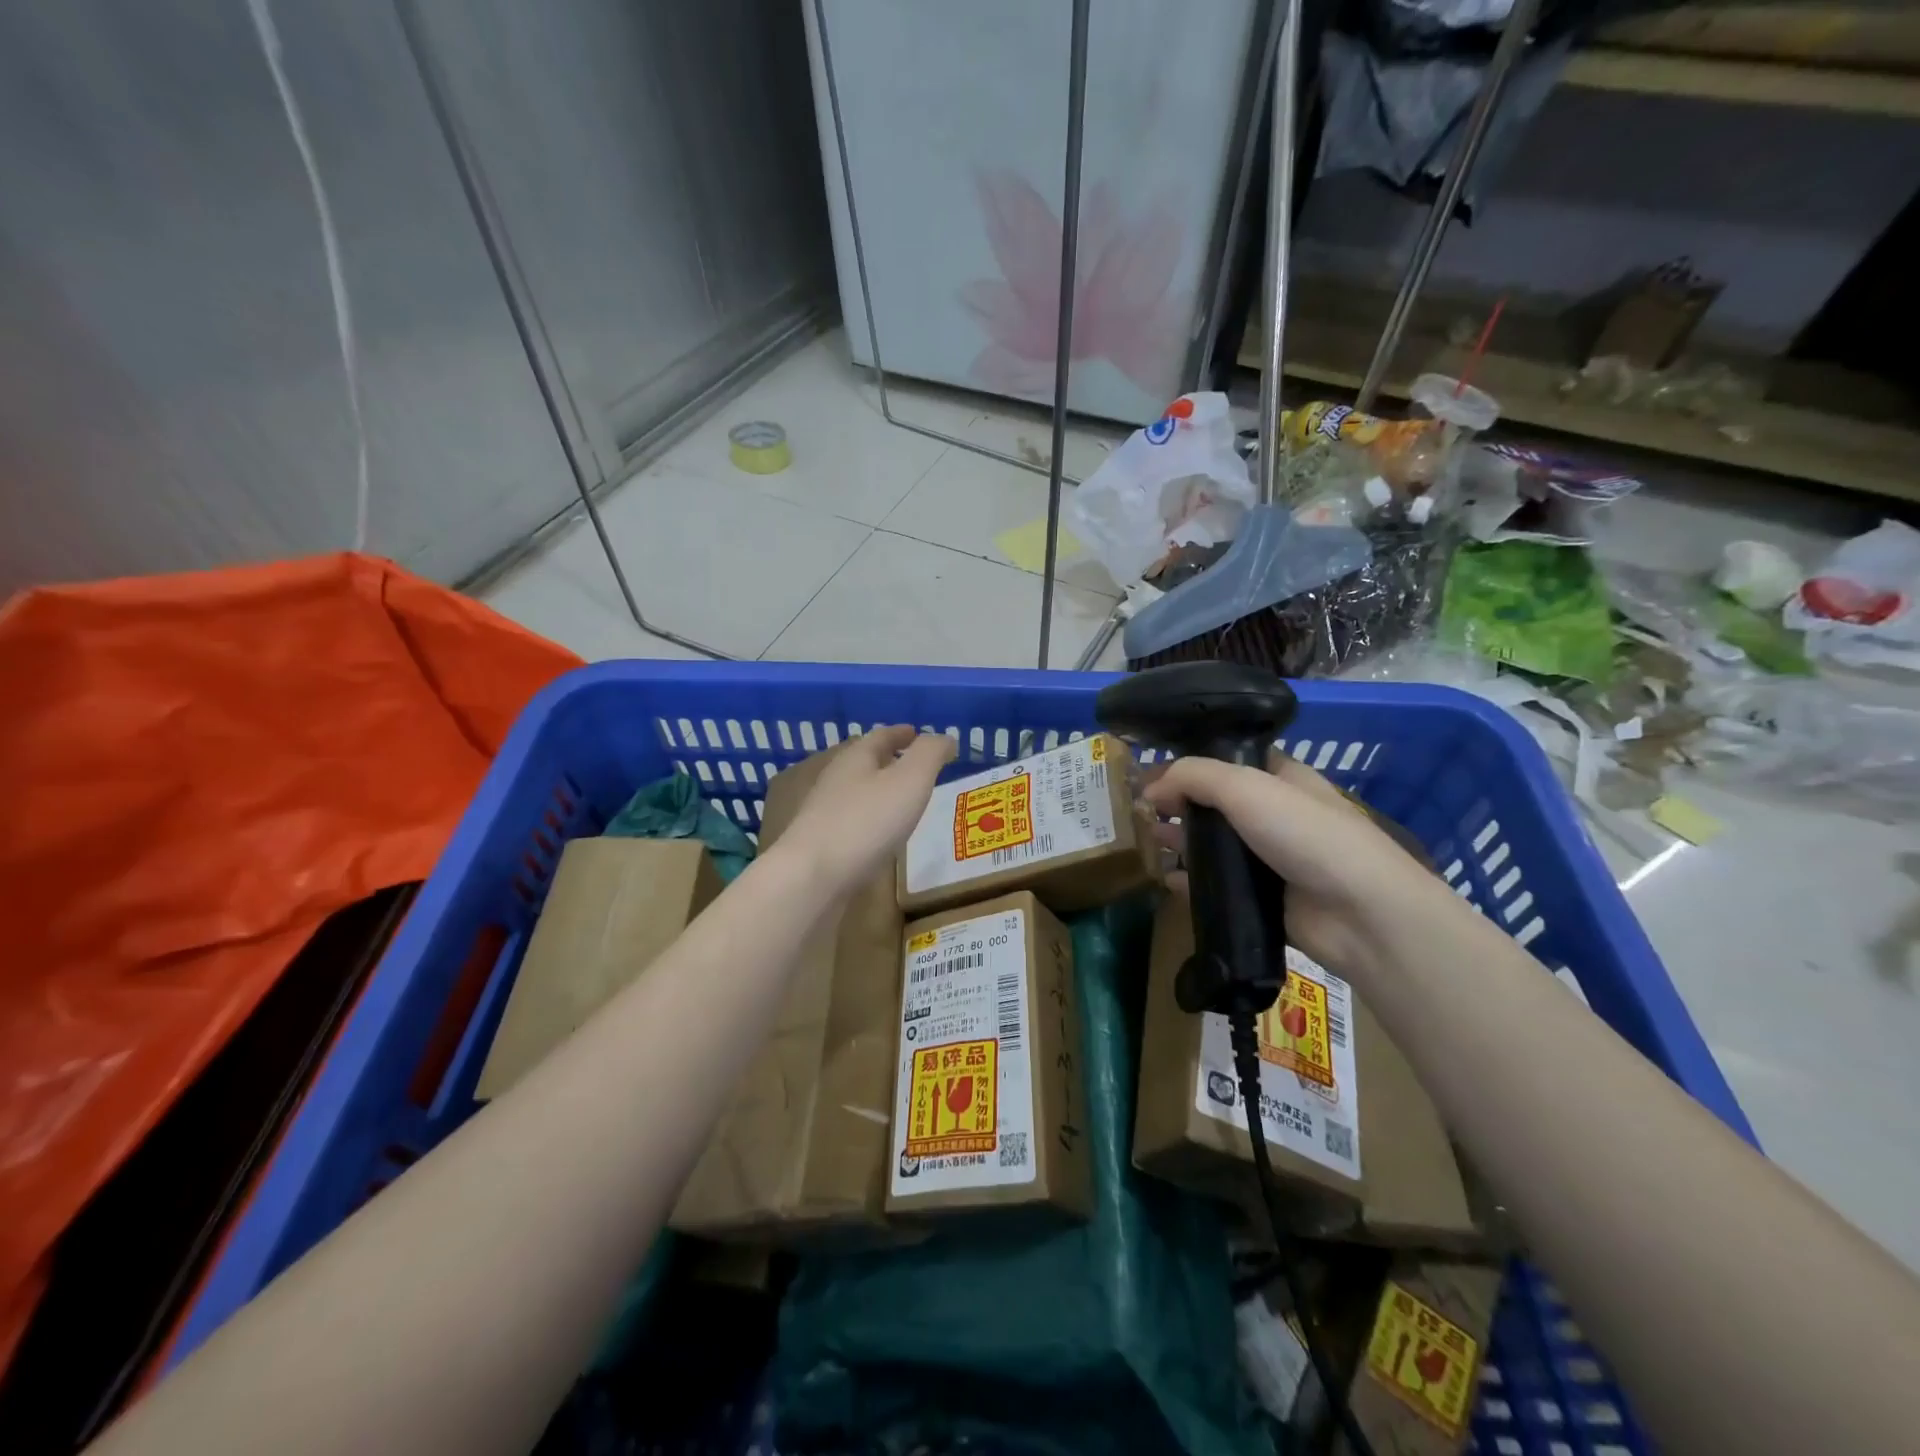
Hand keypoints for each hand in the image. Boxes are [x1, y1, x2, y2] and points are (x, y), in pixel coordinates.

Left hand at [779, 725, 955, 893]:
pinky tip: (883, 835)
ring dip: (880, 791)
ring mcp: (825, 813)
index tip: (917, 733)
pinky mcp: (823, 845)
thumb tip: (946, 738)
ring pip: (858, 793)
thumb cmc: (867, 822)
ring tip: (904, 800)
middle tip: (914, 765)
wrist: (812, 877)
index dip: (901, 733)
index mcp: (856, 758)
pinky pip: (854, 822)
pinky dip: (872, 820)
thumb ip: (930, 754)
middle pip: (865, 762)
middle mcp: (837, 780)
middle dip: (889, 760)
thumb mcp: (910, 780)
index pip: (881, 736)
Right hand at [1144, 754, 1435, 977]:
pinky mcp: (1263, 899)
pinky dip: (1191, 883)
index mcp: (1280, 777)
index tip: (1149, 777)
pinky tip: (1166, 881)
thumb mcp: (1246, 787)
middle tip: (1140, 814)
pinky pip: (1217, 886)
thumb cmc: (1307, 834)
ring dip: (1180, 843)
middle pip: (1214, 804)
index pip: (1225, 761)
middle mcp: (1273, 813)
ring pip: (1213, 846)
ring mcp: (1269, 858)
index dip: (1187, 765)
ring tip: (1147, 846)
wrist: (1361, 913)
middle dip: (1177, 806)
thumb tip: (1151, 788)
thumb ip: (1193, 777)